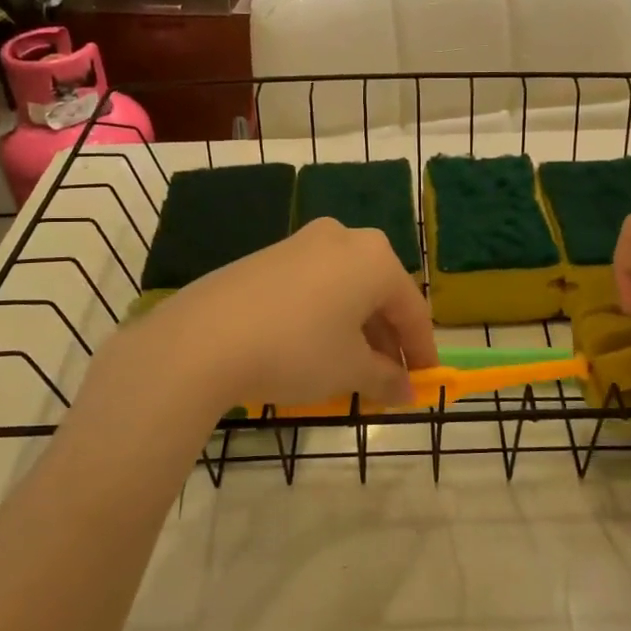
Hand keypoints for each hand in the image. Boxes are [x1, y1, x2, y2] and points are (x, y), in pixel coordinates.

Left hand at [137, 217, 437, 413]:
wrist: (203, 339)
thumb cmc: (296, 349)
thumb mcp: (349, 370)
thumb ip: (386, 379)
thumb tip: (407, 392)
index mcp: (374, 257)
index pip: (412, 309)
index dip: (422, 350)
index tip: (426, 382)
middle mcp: (342, 238)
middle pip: (378, 294)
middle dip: (387, 341)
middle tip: (387, 381)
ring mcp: (301, 243)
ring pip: (345, 289)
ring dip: (355, 330)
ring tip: (350, 371)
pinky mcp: (267, 257)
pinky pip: (312, 286)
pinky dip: (324, 316)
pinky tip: (312, 349)